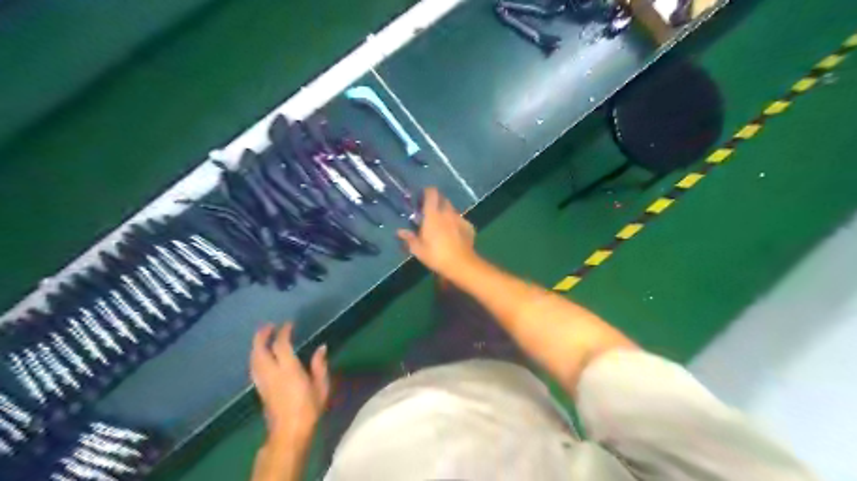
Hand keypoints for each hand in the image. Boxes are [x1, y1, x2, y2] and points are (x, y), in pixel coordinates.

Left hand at [249, 322, 328, 443]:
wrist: (289, 433)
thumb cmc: (309, 409)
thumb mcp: (321, 386)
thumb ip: (320, 365)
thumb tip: (321, 347)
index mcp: (288, 369)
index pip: (281, 345)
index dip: (284, 332)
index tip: (289, 324)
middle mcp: (271, 373)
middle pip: (259, 350)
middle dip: (261, 336)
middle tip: (268, 326)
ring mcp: (263, 382)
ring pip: (253, 359)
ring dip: (256, 346)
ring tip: (263, 338)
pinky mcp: (260, 390)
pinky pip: (254, 368)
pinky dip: (256, 357)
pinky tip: (261, 357)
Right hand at [398, 186, 479, 275]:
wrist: (462, 264)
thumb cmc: (436, 255)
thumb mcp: (418, 250)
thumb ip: (409, 238)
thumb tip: (400, 232)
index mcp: (433, 214)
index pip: (431, 193)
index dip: (427, 192)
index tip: (422, 198)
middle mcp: (447, 212)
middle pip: (443, 199)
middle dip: (437, 202)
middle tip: (430, 213)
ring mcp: (460, 218)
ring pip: (452, 210)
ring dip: (446, 213)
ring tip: (442, 225)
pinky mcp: (469, 227)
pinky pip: (461, 220)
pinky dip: (456, 224)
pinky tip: (454, 234)